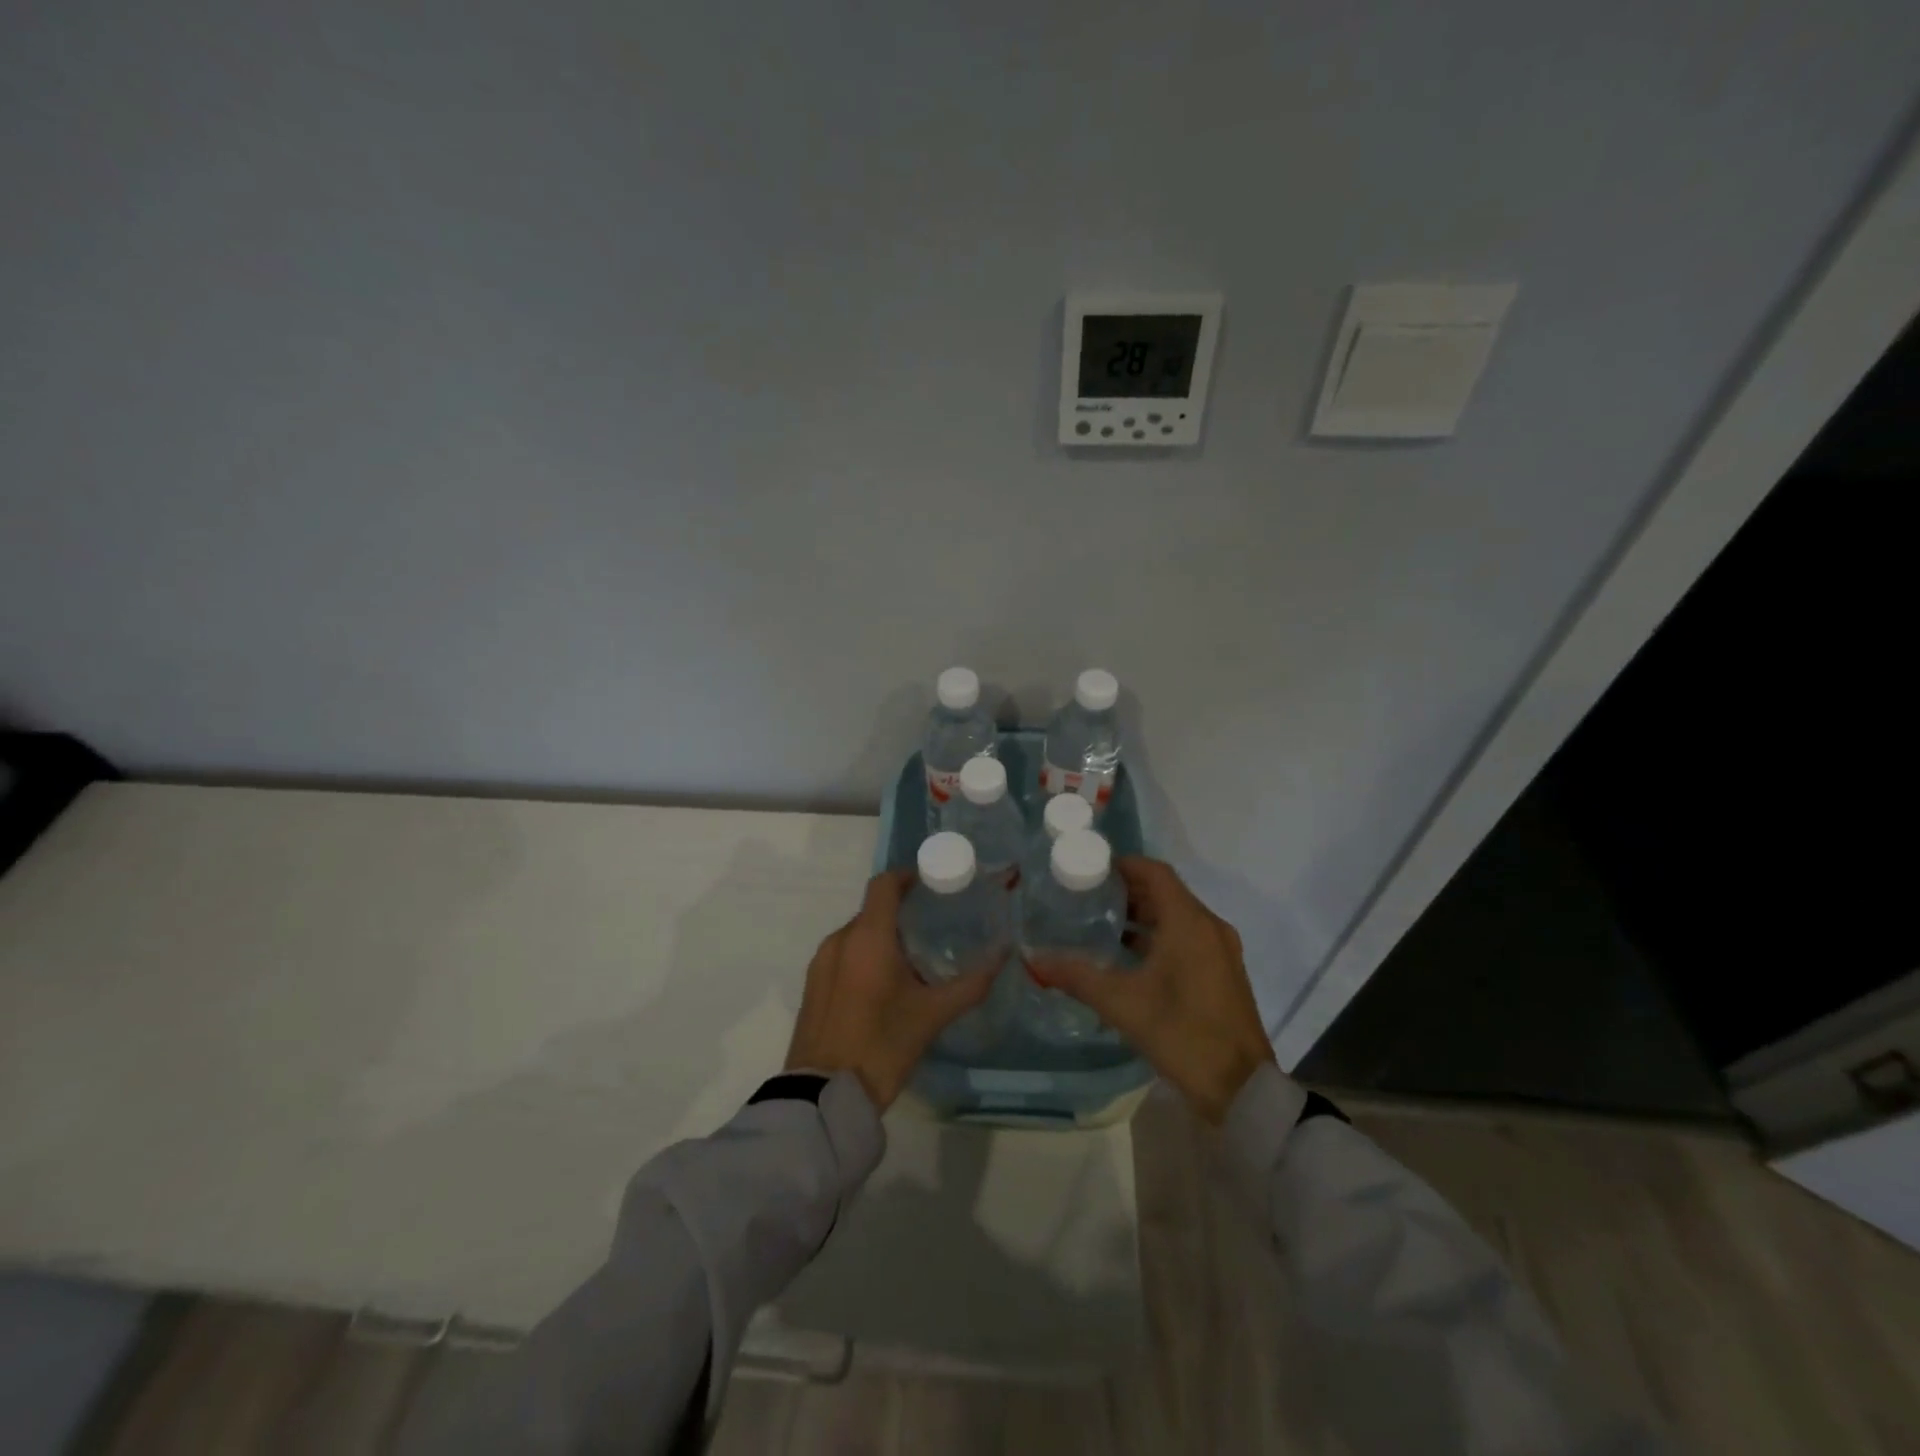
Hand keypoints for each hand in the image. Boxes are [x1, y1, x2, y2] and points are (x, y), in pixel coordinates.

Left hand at [785, 869, 996, 1110]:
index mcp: (868, 937)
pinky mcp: (812, 986)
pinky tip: (883, 988)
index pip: (884, 884)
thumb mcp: (933, 1015)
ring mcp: (821, 963)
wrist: (823, 1096)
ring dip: (882, 938)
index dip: (907, 877)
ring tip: (911, 963)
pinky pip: (843, 955)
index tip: (932, 886)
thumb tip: (1003, 954)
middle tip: (933, 931)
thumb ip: (971, 983)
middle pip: (873, 910)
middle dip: (901, 913)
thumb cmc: (882, 1046)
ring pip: (857, 934)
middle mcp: (840, 940)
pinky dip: (864, 957)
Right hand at [1028, 857, 1273, 1123]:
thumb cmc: (1182, 1033)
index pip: (1156, 872)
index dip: (1124, 864)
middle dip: (1128, 890)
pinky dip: (1159, 937)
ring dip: (1143, 915)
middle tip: (1088, 896)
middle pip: (1166, 893)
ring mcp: (1220, 951)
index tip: (1091, 869)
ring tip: (1102, 924)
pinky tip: (1129, 958)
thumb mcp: (1122, 1003)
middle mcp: (1209, 927)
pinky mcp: (1223, 974)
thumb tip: (1033, 959)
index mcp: (1189, 922)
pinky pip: (1188, 938)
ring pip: (1178, 917)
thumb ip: (1077, 976)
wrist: (1241, 1089)